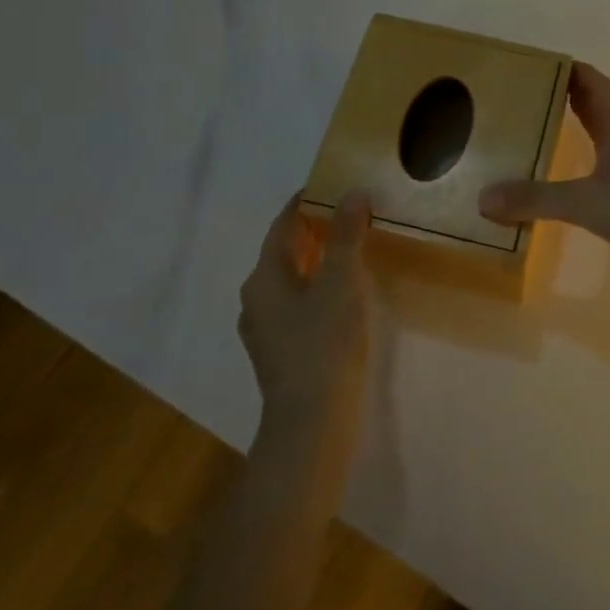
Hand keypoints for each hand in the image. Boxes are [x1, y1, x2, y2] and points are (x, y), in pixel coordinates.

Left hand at [239, 192, 372, 436]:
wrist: (311, 424)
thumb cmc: (324, 345)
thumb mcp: (340, 283)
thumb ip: (346, 236)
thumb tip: (352, 194)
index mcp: (263, 278)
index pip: (282, 225)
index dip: (305, 202)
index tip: (332, 185)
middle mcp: (256, 300)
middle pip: (283, 252)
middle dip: (314, 230)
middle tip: (350, 213)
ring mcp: (265, 330)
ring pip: (290, 280)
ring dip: (317, 260)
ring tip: (352, 249)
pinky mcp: (280, 353)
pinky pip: (297, 305)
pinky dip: (317, 288)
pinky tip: (343, 295)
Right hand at [479, 63, 609, 277]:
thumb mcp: (584, 203)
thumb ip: (534, 199)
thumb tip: (483, 198)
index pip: (594, 82)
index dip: (570, 69)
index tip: (539, 64)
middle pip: (601, 103)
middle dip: (569, 94)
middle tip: (532, 94)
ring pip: (609, 130)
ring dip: (583, 122)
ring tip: (548, 127)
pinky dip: (593, 151)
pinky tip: (579, 171)